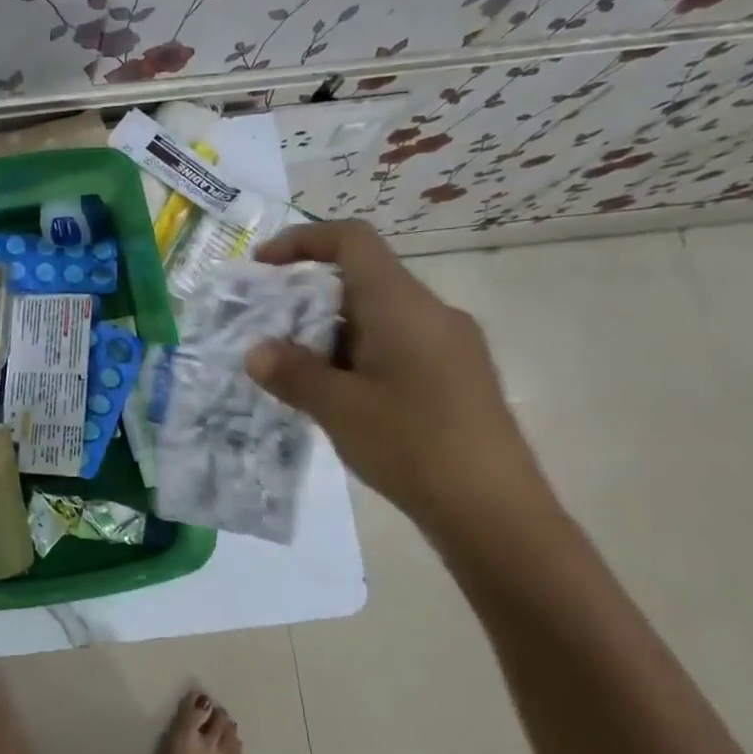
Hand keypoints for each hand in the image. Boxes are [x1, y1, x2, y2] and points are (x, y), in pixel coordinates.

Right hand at [243, 220, 550, 543]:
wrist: (496, 513)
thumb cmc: (412, 446)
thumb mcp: (337, 408)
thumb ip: (292, 373)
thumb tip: (256, 351)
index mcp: (402, 305)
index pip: (352, 240)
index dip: (302, 241)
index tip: (262, 266)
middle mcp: (431, 312)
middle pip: (362, 279)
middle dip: (309, 300)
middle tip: (270, 334)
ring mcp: (451, 345)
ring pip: (379, 317)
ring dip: (331, 334)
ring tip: (297, 375)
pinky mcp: (458, 376)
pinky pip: (398, 345)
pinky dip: (358, 356)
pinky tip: (340, 399)